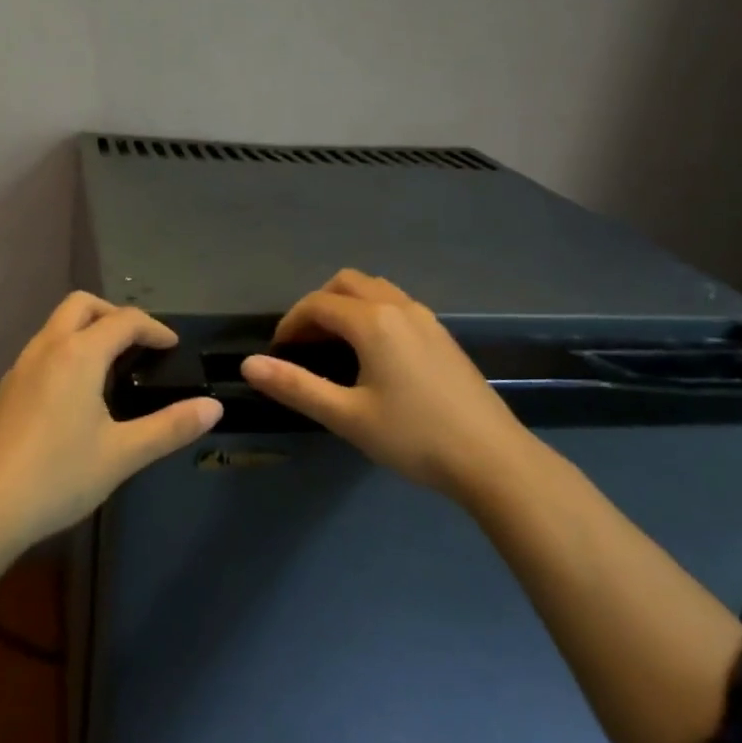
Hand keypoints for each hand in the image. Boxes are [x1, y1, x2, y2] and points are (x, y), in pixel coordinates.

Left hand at [0, 292, 222, 545]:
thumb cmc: (58, 476)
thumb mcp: (123, 454)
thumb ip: (170, 427)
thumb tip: (213, 407)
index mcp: (78, 354)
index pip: (124, 320)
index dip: (154, 328)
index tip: (173, 348)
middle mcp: (46, 348)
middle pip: (82, 305)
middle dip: (115, 315)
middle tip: (139, 346)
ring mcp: (20, 367)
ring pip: (56, 325)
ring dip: (87, 330)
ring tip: (112, 368)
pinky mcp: (6, 389)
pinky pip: (42, 349)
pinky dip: (67, 350)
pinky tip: (77, 393)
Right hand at [240, 269, 534, 499]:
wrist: (492, 459)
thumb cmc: (414, 437)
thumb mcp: (346, 416)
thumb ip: (295, 386)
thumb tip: (249, 364)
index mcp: (374, 322)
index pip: (317, 304)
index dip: (290, 324)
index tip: (278, 354)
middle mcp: (400, 308)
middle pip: (346, 283)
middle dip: (317, 306)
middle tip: (305, 344)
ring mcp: (427, 319)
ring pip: (375, 290)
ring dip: (346, 306)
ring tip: (334, 346)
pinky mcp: (442, 336)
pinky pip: (396, 305)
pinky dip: (371, 314)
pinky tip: (373, 355)